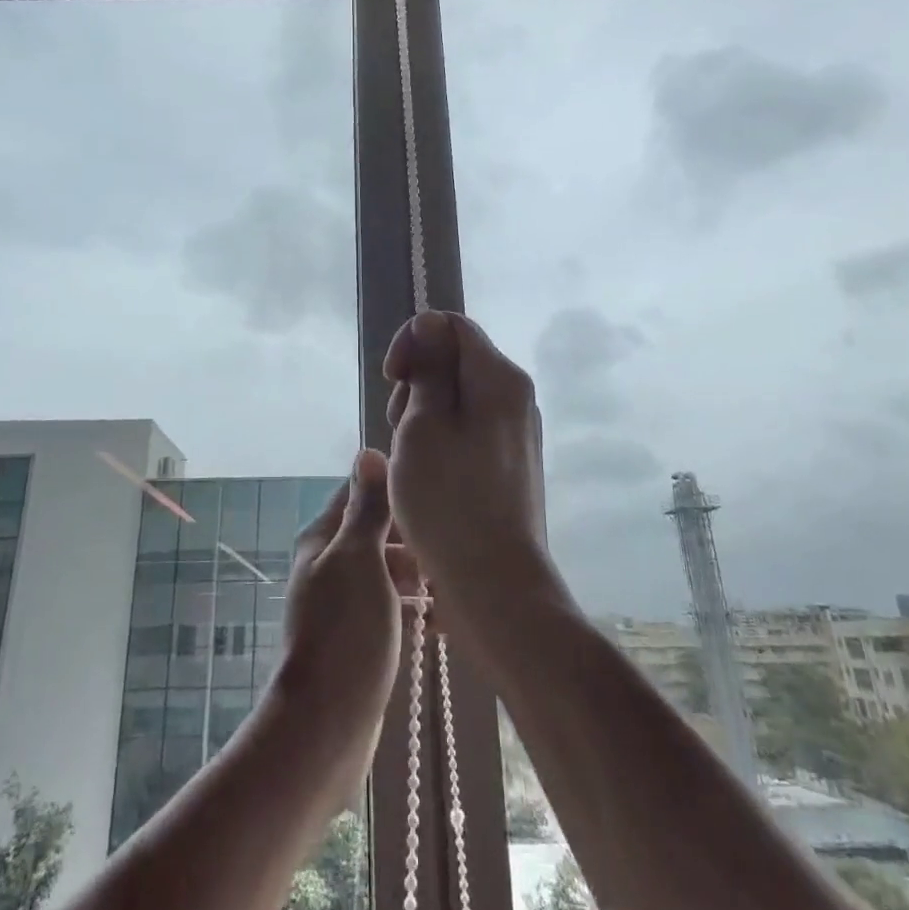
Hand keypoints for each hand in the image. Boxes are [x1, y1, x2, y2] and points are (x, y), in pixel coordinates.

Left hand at [270, 450, 417, 783]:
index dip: (393, 489)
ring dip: (413, 571)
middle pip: (373, 533)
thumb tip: (368, 451)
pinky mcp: (355, 638)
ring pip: (383, 571)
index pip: (358, 494)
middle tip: (447, 545)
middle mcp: (327, 566)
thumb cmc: (346, 630)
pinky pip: (386, 606)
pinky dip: (408, 604)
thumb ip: (366, 508)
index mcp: (322, 540)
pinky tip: (435, 616)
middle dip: (409, 535)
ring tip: (447, 581)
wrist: (327, 724)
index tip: (433, 491)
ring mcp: (340, 604)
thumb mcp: (359, 557)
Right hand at [383, 311, 560, 629]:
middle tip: (399, 428)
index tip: (391, 380)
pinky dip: (443, 440)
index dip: (413, 342)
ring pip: (460, 398)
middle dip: (417, 383)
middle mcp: (516, 396)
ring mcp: (517, 432)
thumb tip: (430, 324)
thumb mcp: (423, 425)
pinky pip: (470, 430)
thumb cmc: (448, 500)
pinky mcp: (512, 463)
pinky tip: (428, 476)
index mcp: (498, 378)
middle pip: (456, 361)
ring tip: (410, 459)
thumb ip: (428, 368)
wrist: (496, 585)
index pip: (450, 326)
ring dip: (425, 416)